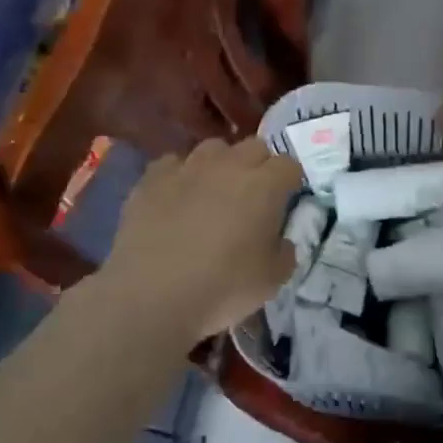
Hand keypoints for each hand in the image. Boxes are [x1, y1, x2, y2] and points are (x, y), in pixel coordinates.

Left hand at [96, 138, 302, 343]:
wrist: (152, 295)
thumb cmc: (222, 288)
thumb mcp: (272, 280)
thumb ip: (285, 252)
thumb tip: (282, 241)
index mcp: (264, 185)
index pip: (289, 165)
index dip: (290, 182)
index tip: (285, 201)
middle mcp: (228, 165)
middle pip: (254, 147)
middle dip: (259, 165)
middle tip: (253, 196)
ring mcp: (187, 167)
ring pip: (213, 148)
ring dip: (221, 164)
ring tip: (214, 192)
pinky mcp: (152, 177)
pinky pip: (173, 163)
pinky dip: (180, 175)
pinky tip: (175, 198)